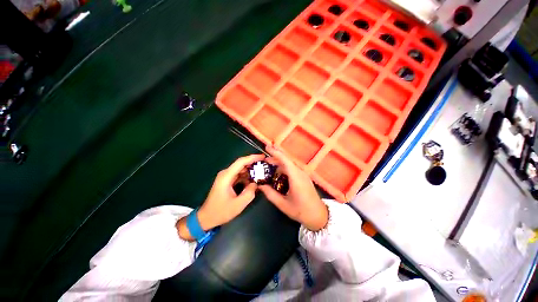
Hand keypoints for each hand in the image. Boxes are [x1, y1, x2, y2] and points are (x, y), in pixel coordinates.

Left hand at [177, 154, 264, 240]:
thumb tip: (256, 183)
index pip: (241, 162)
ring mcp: (226, 177)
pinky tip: (254, 180)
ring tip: (262, 172)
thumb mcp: (238, 204)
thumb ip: (250, 193)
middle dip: (254, 164)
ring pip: (241, 169)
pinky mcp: (227, 181)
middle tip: (265, 165)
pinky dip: (247, 176)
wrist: (206, 218)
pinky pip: (239, 175)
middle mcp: (226, 174)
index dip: (252, 158)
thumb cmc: (220, 211)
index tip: (263, 157)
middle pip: (241, 164)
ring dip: (251, 171)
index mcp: (226, 176)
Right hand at [259, 146, 327, 230]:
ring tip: (268, 166)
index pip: (285, 161)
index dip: (275, 153)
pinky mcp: (303, 177)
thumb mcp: (283, 204)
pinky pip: (292, 169)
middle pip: (287, 160)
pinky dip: (283, 168)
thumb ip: (270, 194)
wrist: (319, 216)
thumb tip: (260, 185)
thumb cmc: (301, 211)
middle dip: (275, 157)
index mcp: (296, 178)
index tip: (267, 147)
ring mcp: (303, 175)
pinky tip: (278, 173)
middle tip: (264, 159)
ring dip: (279, 163)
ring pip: (289, 164)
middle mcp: (300, 173)